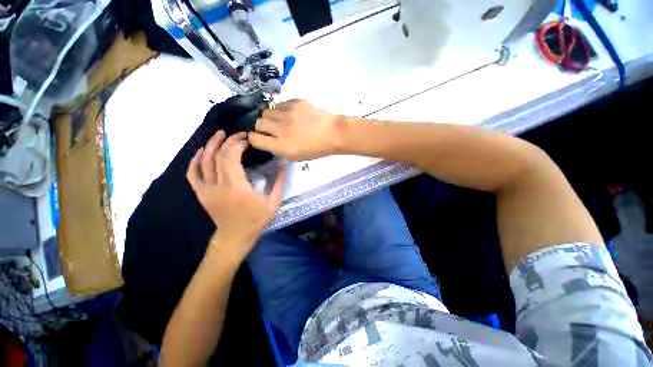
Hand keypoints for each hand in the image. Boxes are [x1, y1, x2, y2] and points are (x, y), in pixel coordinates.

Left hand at [187, 131, 285, 257]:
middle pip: (218, 156)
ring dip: (211, 145)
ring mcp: (206, 189)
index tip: (247, 140)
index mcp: (236, 187)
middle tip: (238, 134)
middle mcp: (218, 186)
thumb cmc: (256, 219)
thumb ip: (279, 183)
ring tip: (219, 134)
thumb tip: (284, 164)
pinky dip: (195, 160)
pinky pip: (192, 173)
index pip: (231, 157)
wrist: (235, 235)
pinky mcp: (200, 193)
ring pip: (203, 161)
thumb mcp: (273, 202)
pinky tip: (202, 151)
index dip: (237, 144)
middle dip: (227, 141)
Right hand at [248, 99, 344, 160]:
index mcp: (282, 146)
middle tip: (271, 129)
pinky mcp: (295, 102)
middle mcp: (281, 129)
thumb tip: (267, 140)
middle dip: (261, 127)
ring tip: (280, 121)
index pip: (255, 138)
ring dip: (270, 117)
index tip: (259, 137)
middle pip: (258, 123)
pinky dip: (281, 110)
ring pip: (266, 111)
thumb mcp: (297, 156)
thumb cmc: (317, 149)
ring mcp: (288, 113)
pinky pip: (279, 104)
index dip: (254, 138)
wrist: (334, 133)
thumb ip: (279, 149)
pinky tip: (290, 115)